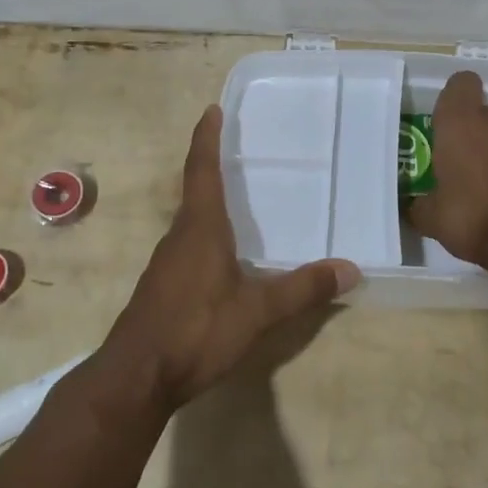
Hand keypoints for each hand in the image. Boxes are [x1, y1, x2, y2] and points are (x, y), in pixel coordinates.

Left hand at [96, 106, 358, 411]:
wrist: (136, 377)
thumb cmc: (195, 330)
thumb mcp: (257, 311)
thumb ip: (302, 289)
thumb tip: (351, 269)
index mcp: (200, 228)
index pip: (202, 170)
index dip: (206, 138)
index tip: (211, 110)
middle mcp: (179, 236)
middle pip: (196, 191)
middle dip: (213, 167)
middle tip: (240, 150)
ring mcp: (166, 263)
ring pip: (192, 222)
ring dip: (211, 204)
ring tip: (239, 200)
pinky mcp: (162, 287)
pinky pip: (189, 247)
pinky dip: (208, 236)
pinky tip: (226, 258)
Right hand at [406, 71, 487, 265]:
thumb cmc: (470, 215)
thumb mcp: (431, 216)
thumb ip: (420, 204)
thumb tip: (415, 206)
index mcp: (460, 122)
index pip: (461, 83)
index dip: (452, 96)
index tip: (442, 119)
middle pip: (479, 111)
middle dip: (467, 130)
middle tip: (451, 159)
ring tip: (476, 181)